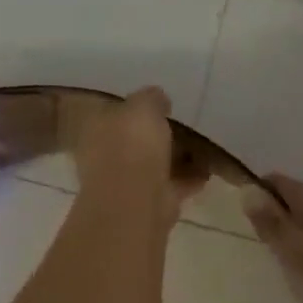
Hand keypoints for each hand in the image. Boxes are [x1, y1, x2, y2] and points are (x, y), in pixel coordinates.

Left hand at [72, 87, 206, 225]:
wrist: (135, 201)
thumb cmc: (132, 146)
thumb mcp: (143, 106)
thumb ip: (151, 98)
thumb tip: (158, 99)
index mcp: (95, 128)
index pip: (113, 112)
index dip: (135, 107)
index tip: (160, 104)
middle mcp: (104, 155)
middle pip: (134, 140)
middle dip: (157, 135)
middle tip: (185, 125)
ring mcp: (124, 182)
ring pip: (153, 164)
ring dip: (176, 158)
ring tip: (203, 147)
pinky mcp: (147, 203)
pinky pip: (170, 185)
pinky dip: (187, 179)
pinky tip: (206, 171)